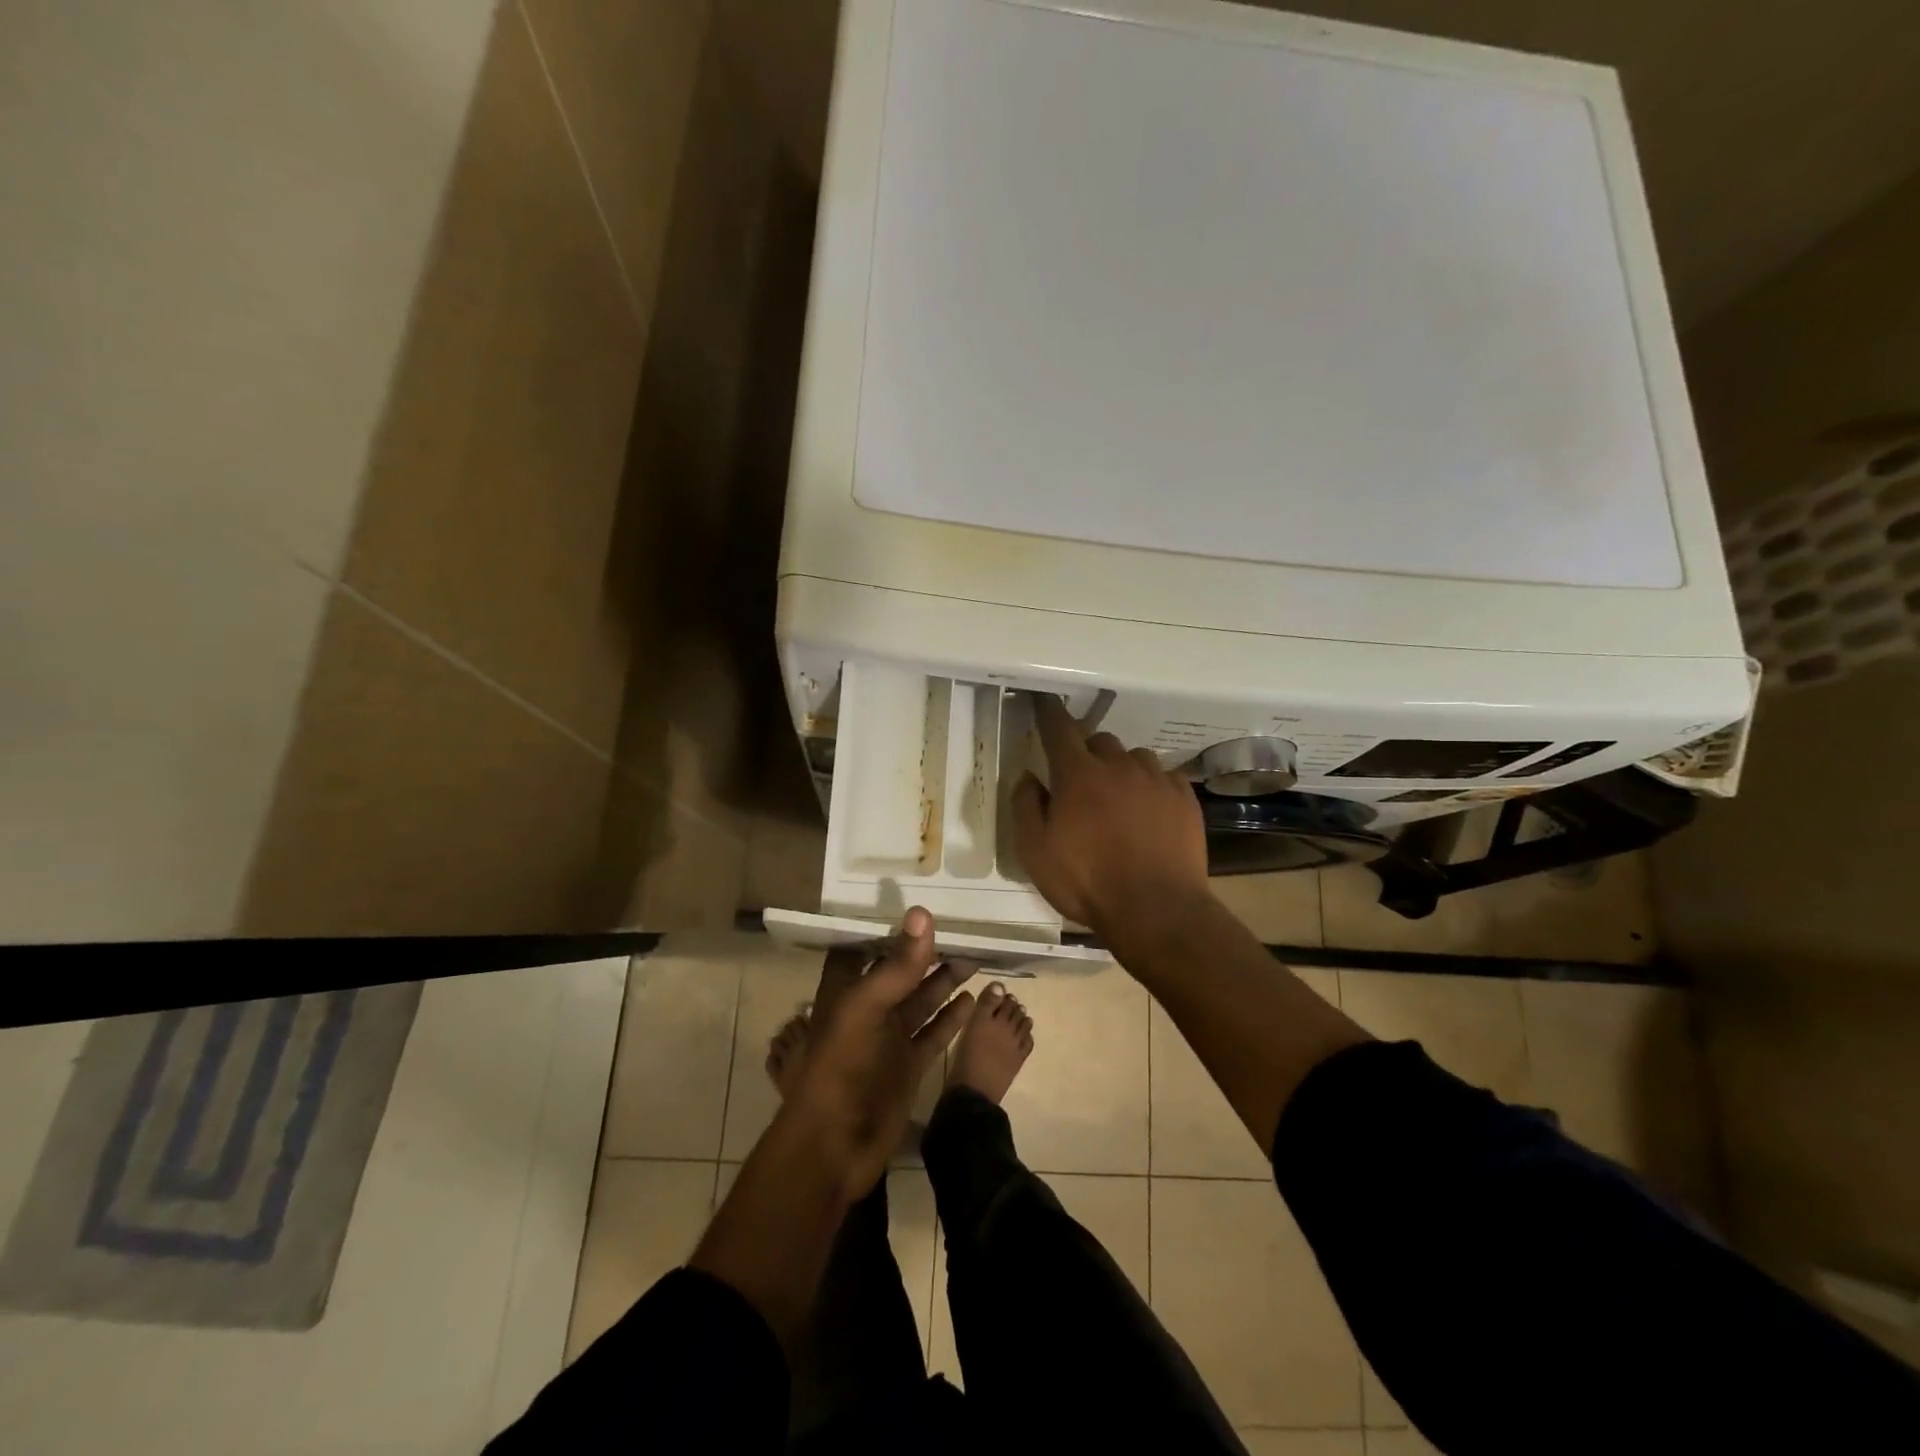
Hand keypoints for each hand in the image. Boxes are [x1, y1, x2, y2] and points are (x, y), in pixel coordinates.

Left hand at [782, 907, 974, 1197]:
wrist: (835, 1146)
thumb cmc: (842, 1066)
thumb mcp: (867, 1007)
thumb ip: (898, 964)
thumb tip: (923, 913)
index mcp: (845, 990)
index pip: (864, 946)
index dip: (886, 927)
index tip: (915, 904)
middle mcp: (867, 1009)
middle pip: (899, 972)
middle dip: (924, 952)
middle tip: (960, 928)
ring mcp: (889, 1039)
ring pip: (921, 1000)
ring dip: (943, 980)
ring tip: (973, 956)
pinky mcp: (908, 1064)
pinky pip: (934, 1033)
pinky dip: (952, 1017)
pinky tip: (972, 998)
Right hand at [1011, 694, 1212, 948]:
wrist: (1156, 910)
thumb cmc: (1087, 882)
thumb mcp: (1035, 851)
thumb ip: (1025, 806)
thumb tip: (1028, 776)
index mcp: (1078, 775)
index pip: (1059, 729)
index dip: (1048, 711)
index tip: (1044, 700)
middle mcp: (1119, 766)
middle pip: (1100, 740)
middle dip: (1087, 752)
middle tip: (1082, 781)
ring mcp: (1156, 780)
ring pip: (1134, 757)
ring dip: (1121, 769)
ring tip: (1119, 799)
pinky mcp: (1185, 799)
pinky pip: (1164, 777)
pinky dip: (1152, 787)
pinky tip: (1150, 813)